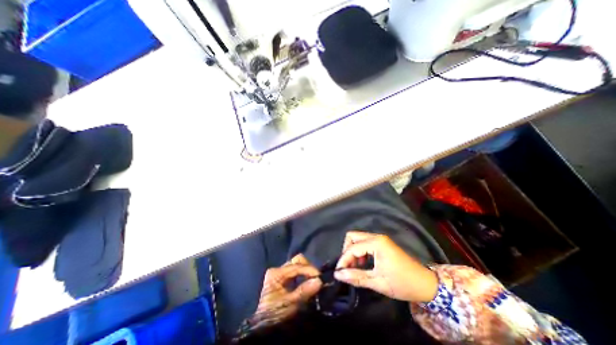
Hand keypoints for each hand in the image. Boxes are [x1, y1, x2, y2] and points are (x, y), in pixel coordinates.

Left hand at [253, 253, 323, 325]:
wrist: (263, 329)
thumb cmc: (274, 315)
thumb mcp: (289, 305)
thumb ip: (303, 292)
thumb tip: (319, 281)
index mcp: (276, 273)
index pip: (297, 266)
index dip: (310, 270)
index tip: (320, 277)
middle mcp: (277, 269)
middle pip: (296, 261)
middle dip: (308, 267)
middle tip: (317, 278)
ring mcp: (279, 274)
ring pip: (297, 265)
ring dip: (306, 271)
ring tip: (314, 280)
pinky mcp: (282, 279)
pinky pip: (295, 272)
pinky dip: (303, 275)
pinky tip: (307, 282)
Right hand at [337, 231, 436, 301]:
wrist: (426, 284)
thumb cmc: (402, 284)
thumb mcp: (378, 283)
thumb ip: (356, 277)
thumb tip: (337, 274)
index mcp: (376, 243)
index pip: (352, 248)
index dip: (343, 260)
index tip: (339, 272)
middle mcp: (377, 237)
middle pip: (352, 237)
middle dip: (347, 251)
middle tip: (348, 267)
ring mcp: (380, 238)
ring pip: (357, 238)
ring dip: (353, 251)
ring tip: (356, 267)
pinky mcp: (382, 242)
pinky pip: (364, 242)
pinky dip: (360, 251)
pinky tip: (363, 263)